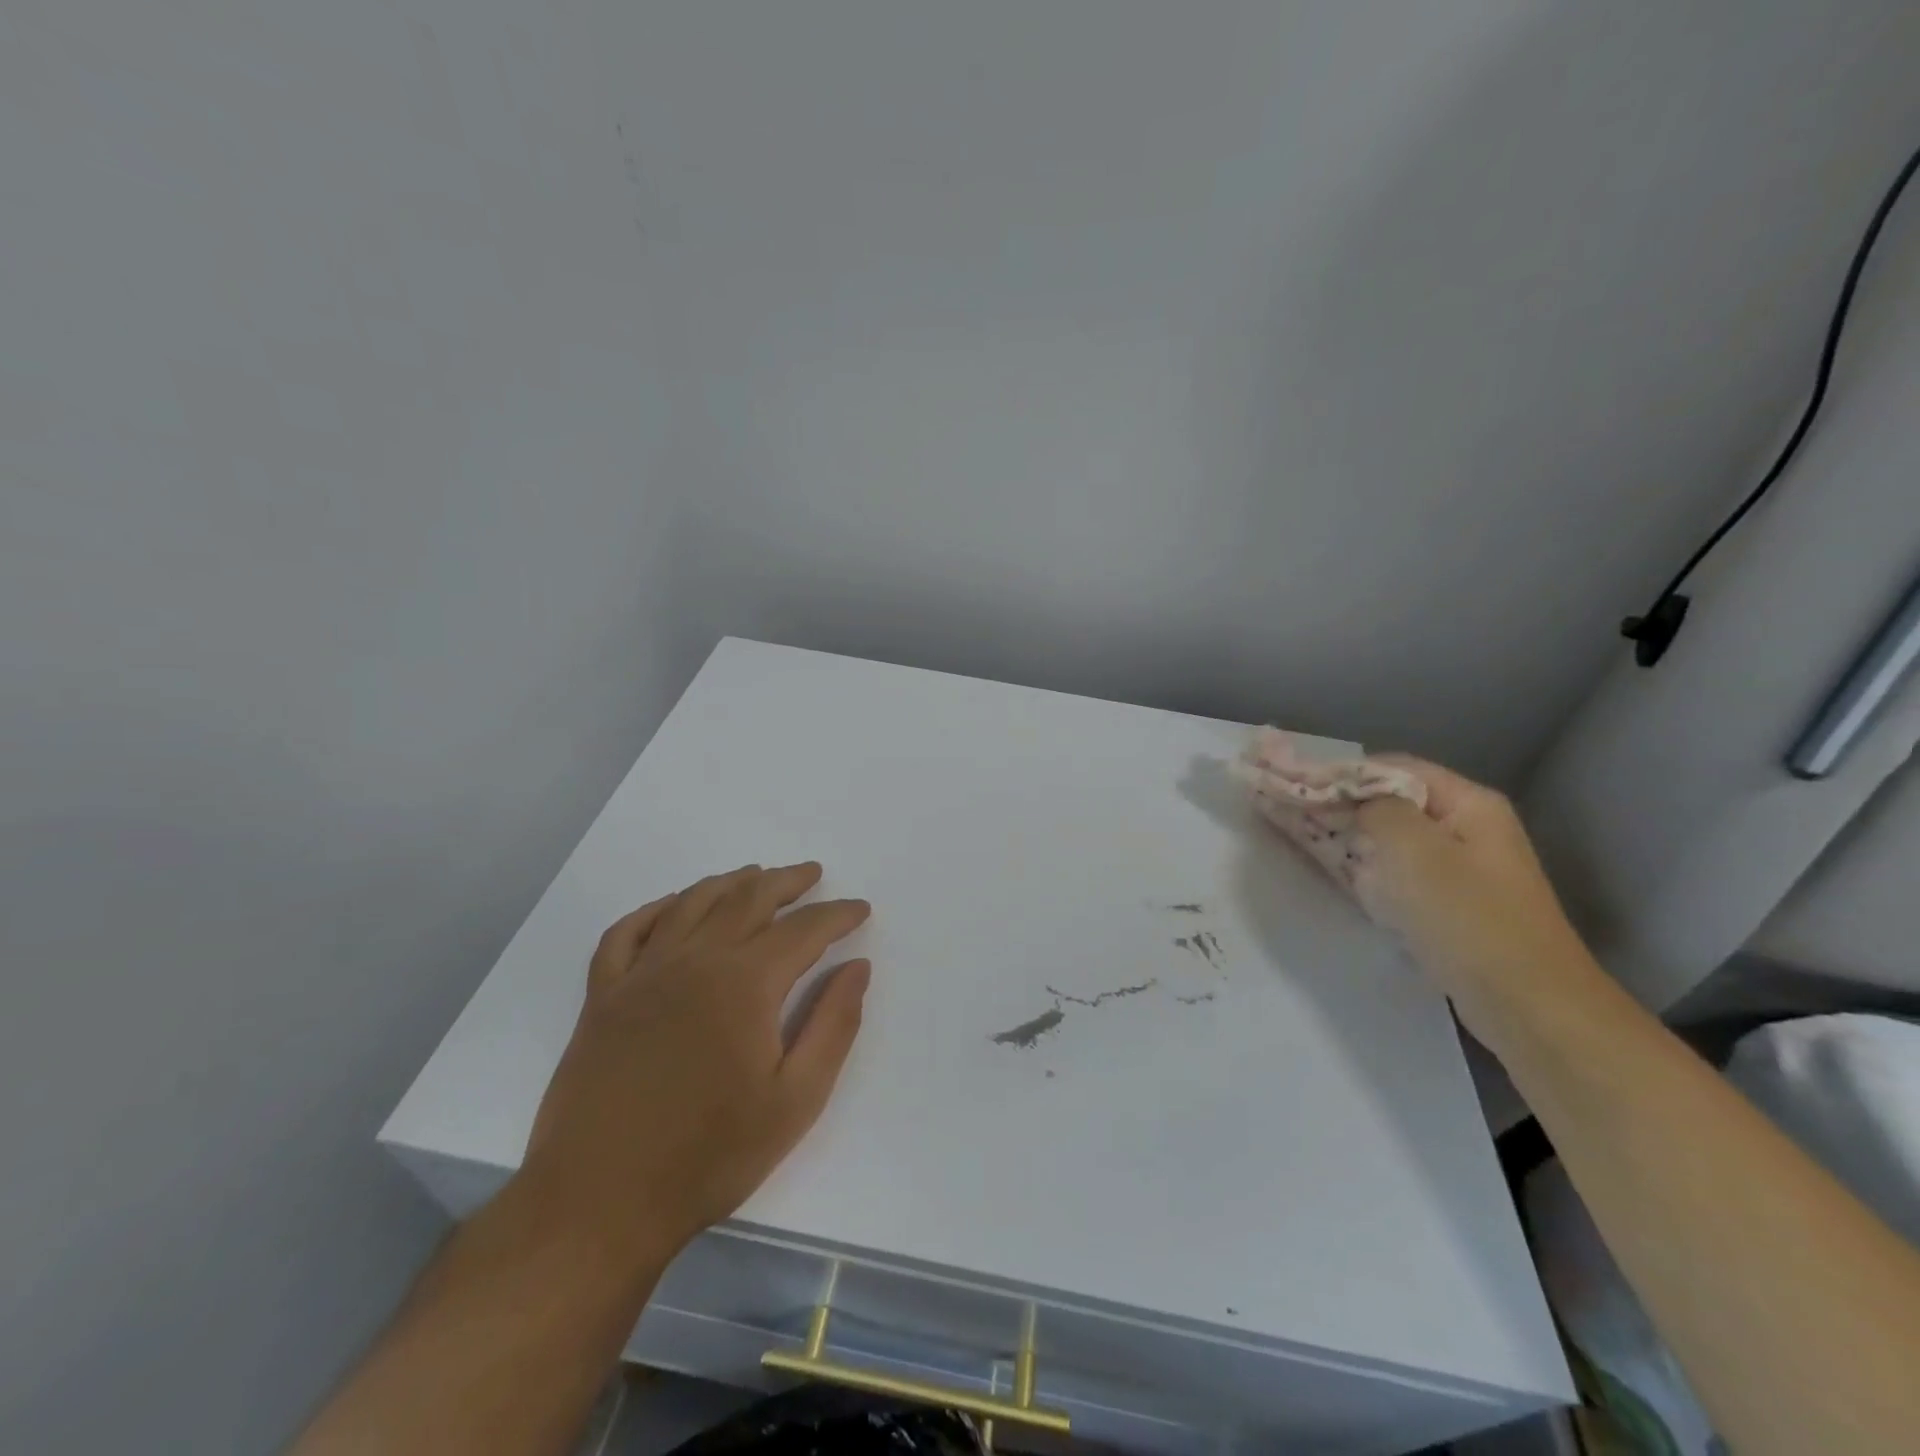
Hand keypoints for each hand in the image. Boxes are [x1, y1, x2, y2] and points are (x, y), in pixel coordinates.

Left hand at [521, 863, 871, 1271]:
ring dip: (730, 883)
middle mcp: (694, 961)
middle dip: (787, 882)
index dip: (837, 915)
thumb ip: (833, 1025)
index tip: (859, 909)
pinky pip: (628, 932)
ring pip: (693, 903)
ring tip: (755, 875)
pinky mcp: (602, 996)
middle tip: (813, 874)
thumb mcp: (795, 1100)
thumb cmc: (709, 1157)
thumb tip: (857, 967)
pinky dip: (656, 908)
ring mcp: (641, 975)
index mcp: (745, 984)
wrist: (598, 1205)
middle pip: (748, 899)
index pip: (804, 929)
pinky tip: (674, 906)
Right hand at [1246, 753, 1593, 1039]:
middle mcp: (1463, 828)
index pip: (1390, 768)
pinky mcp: (1443, 905)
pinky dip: (1357, 865)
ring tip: (1288, 828)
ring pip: (1384, 839)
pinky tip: (1326, 866)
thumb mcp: (1413, 849)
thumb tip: (1352, 799)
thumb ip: (1375, 808)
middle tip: (1279, 802)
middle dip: (1333, 801)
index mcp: (1466, 804)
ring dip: (1339, 832)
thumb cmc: (1467, 918)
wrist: (1526, 1006)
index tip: (1290, 780)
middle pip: (1386, 802)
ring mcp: (1455, 869)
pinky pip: (1390, 872)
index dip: (1338, 771)